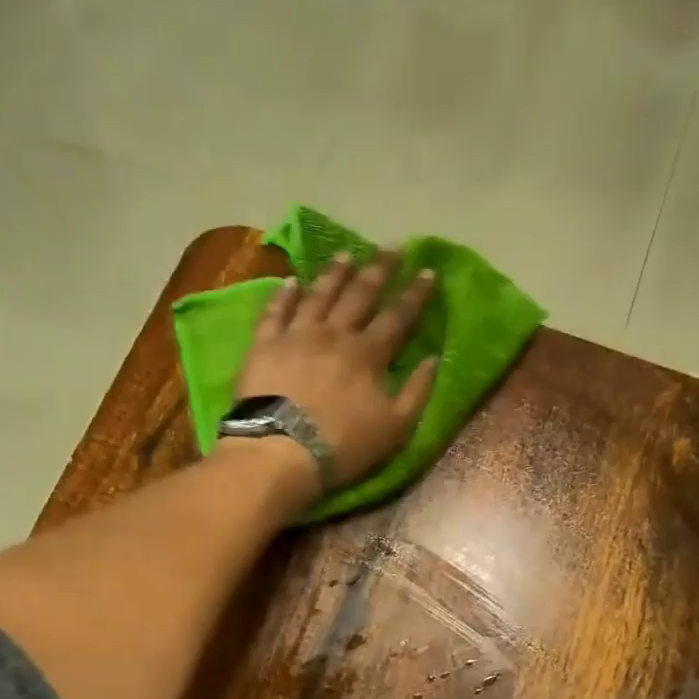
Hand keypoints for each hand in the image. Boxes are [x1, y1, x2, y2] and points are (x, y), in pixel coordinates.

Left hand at [236, 254, 437, 489]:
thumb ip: (416, 393)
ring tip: (348, 255)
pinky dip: (284, 294)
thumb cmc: (342, 446)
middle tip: (392, 247)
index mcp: (368, 354)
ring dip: (335, 273)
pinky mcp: (264, 345)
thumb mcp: (393, 429)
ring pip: (319, 294)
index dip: (416, 294)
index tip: (429, 271)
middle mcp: (334, 334)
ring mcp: (297, 336)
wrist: (281, 451)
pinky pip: (275, 311)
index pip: (398, 317)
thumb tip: (433, 360)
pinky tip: (290, 281)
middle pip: (360, 294)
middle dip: (379, 269)